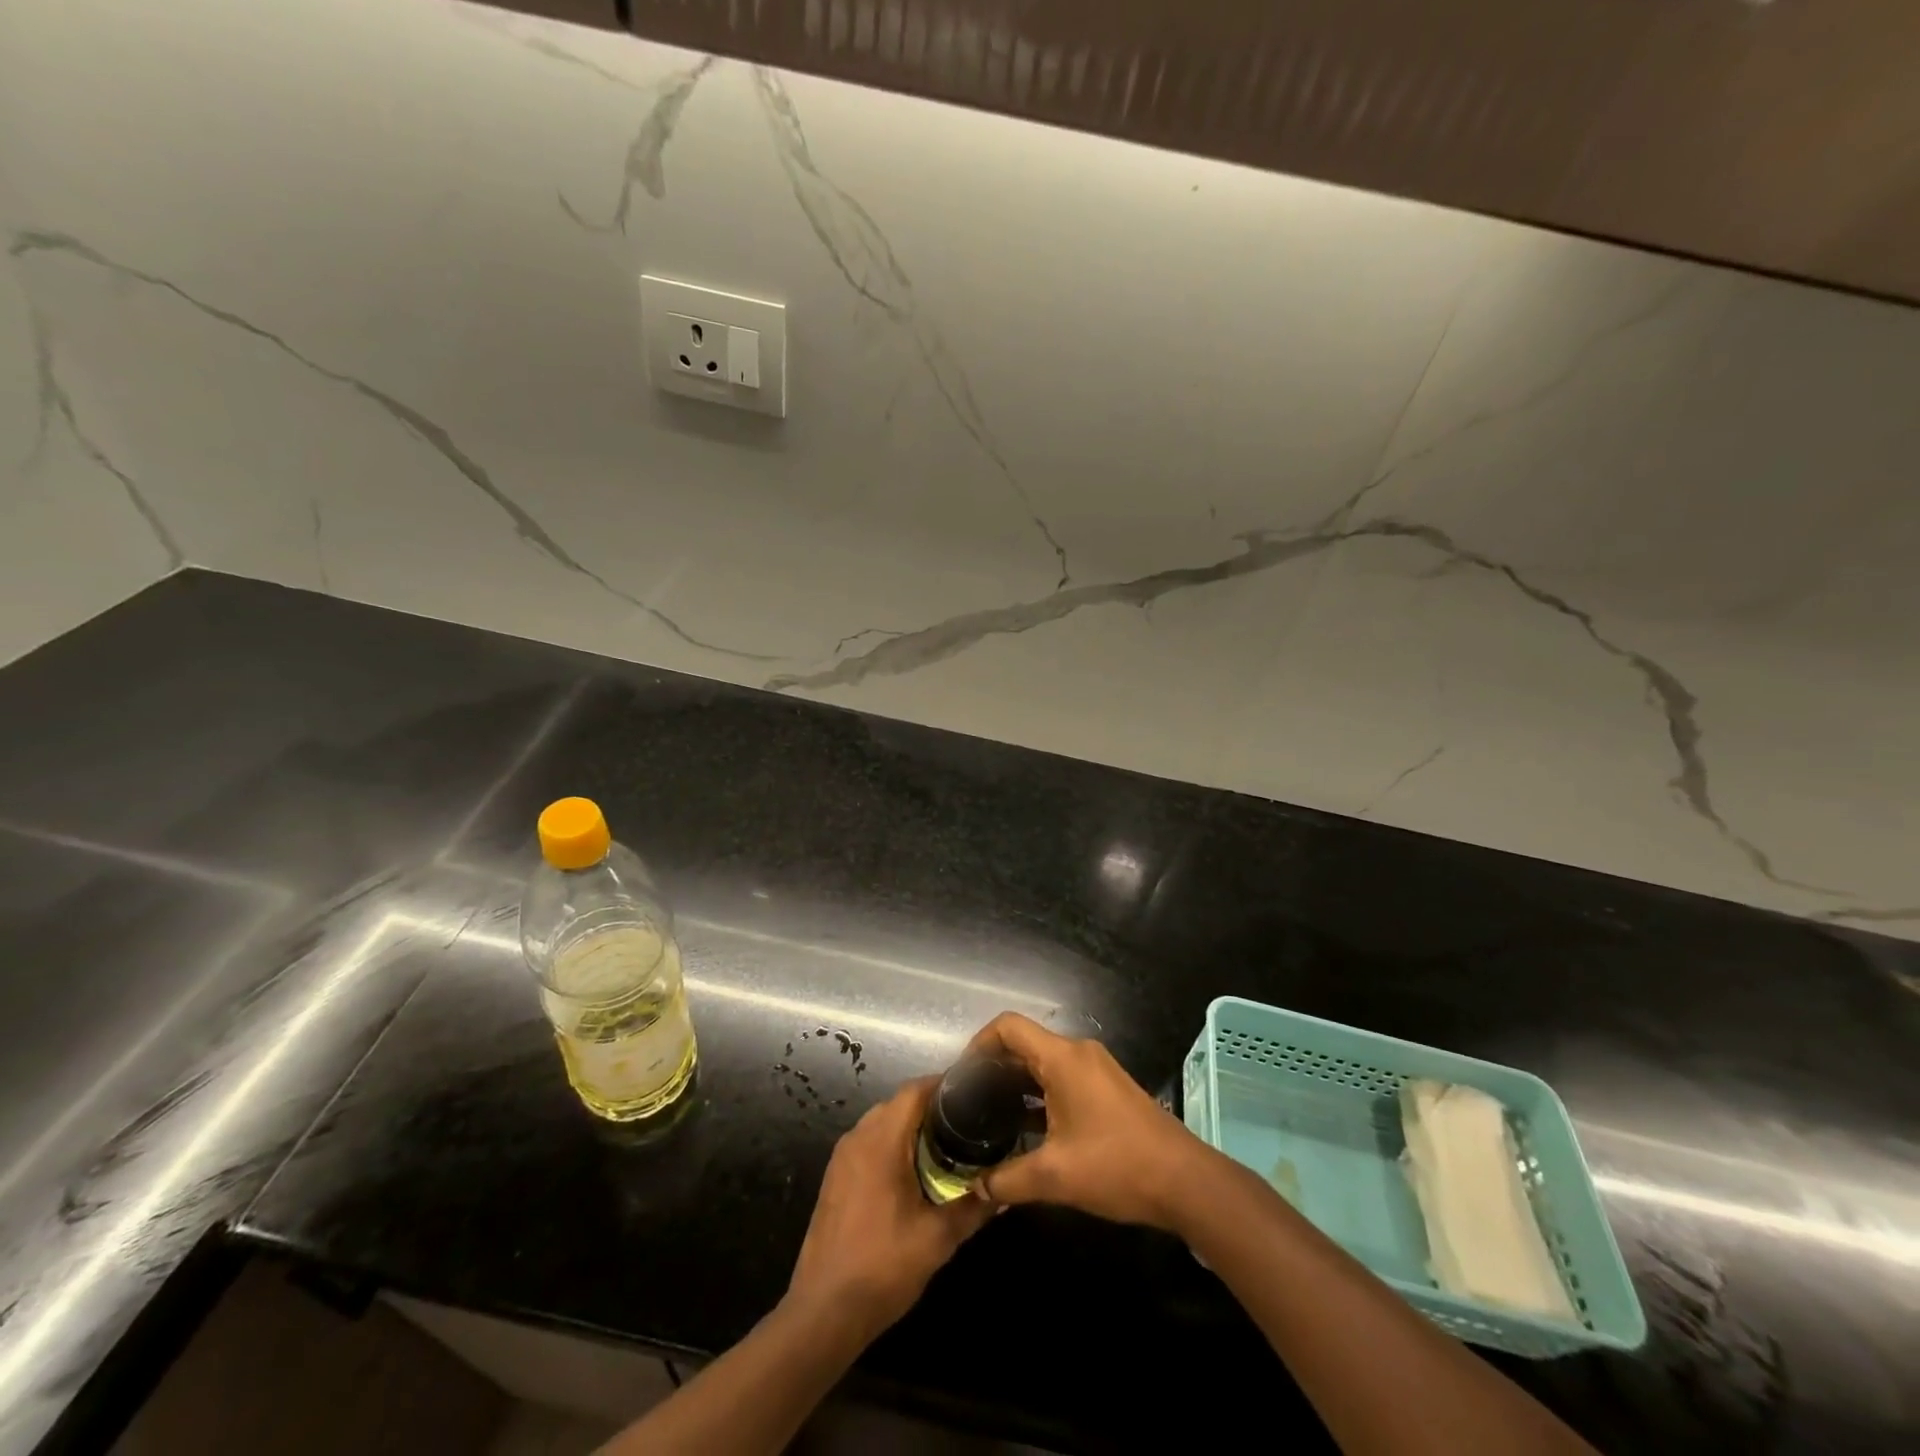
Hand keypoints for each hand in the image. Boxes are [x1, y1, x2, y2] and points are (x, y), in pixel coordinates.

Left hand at [785, 1077, 992, 1341]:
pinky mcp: (836, 1177)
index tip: (975, 1093)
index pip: (915, 1090)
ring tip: (947, 1145)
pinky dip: (894, 1144)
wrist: (823, 1313)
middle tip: (968, 1123)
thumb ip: (973, 1208)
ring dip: (912, 1127)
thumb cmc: (882, 1267)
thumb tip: (1004, 1190)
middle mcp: (857, 1137)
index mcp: (880, 1140)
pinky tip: (915, 1172)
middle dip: (933, 1107)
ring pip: (883, 1122)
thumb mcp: (937, 1239)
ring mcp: (842, 1157)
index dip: (945, 1085)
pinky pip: (869, 1143)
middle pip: (899, 1103)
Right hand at [967, 1012, 1207, 1230]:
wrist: (1185, 1182)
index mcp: (1062, 1058)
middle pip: (1024, 1043)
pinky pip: (1062, 1077)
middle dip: (994, 1067)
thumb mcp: (1055, 1177)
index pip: (1008, 1028)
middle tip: (969, 1101)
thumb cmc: (1117, 1166)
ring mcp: (1096, 1068)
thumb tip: (977, 1188)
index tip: (962, 1076)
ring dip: (1017, 1083)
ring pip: (1044, 1062)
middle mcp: (1078, 1053)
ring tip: (991, 1115)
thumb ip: (1008, 1180)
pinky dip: (1039, 1093)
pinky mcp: (1107, 1088)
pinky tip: (1027, 1129)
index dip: (979, 1043)